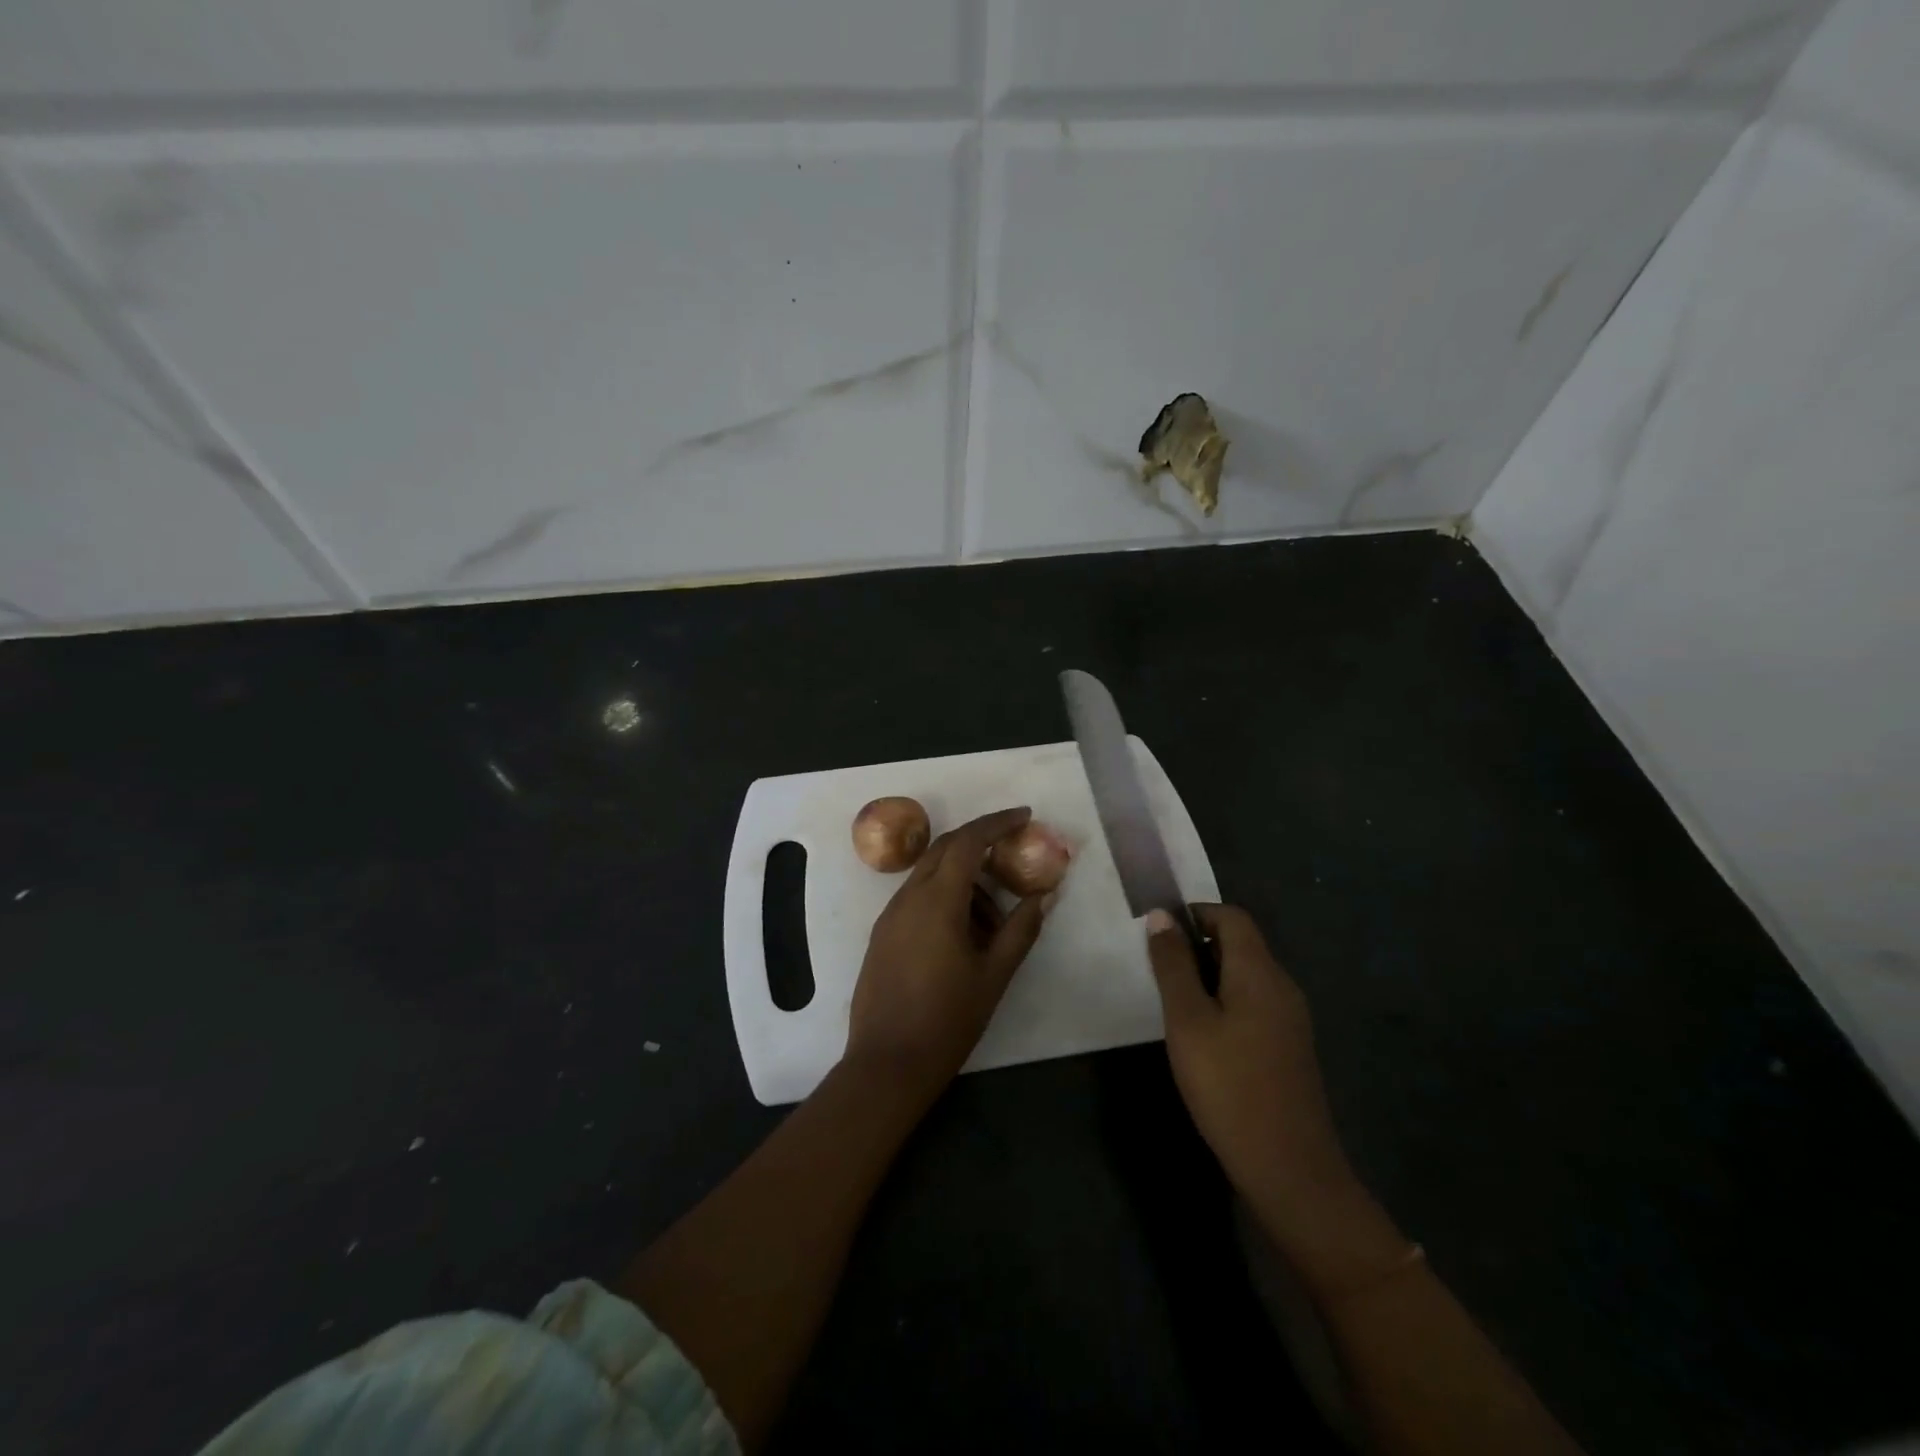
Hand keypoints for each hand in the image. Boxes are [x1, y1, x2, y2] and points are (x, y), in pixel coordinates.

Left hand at [846, 807, 1051, 1099]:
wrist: (887, 1064)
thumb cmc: (947, 1020)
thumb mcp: (994, 975)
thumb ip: (1021, 930)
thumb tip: (1043, 895)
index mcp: (937, 901)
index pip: (967, 843)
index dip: (996, 823)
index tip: (1024, 815)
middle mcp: (908, 897)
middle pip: (945, 849)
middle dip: (980, 842)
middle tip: (1013, 852)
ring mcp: (890, 915)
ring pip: (931, 875)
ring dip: (964, 880)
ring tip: (996, 921)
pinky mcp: (883, 934)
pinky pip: (918, 898)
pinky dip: (945, 898)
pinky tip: (966, 935)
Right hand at [1145, 904, 1353, 1210]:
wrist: (1289, 1170)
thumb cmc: (1229, 1086)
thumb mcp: (1187, 1021)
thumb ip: (1172, 965)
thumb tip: (1161, 916)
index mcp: (1260, 972)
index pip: (1232, 917)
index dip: (1195, 913)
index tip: (1159, 931)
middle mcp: (1282, 987)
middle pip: (1241, 944)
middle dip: (1198, 945)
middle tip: (1158, 969)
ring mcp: (1291, 1020)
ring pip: (1246, 976)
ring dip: (1208, 976)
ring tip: (1172, 1002)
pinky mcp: (1289, 1048)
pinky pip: (1254, 1004)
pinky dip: (1224, 1002)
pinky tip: (1202, 1035)